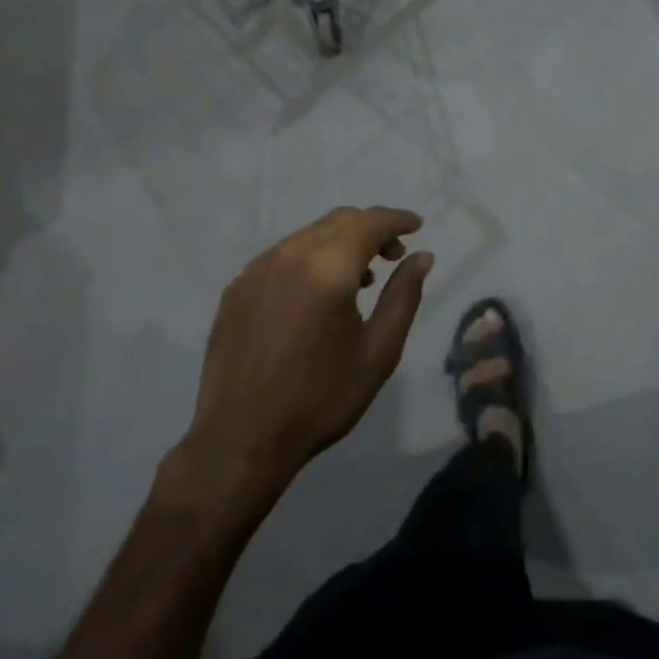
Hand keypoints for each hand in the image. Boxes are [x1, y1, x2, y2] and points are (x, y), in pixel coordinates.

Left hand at [184, 207, 431, 495]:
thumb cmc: (321, 399)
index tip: (417, 226)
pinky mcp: (237, 287)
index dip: (397, 219)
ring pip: (309, 234)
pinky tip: (317, 293)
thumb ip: (403, 296)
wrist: (241, 438)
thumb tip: (421, 256)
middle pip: (339, 220)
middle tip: (393, 256)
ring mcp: (258, 268)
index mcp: (328, 270)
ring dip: (341, 243)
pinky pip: (283, 255)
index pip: (370, 222)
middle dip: (371, 228)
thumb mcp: (379, 352)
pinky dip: (310, 258)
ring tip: (359, 278)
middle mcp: (290, 255)